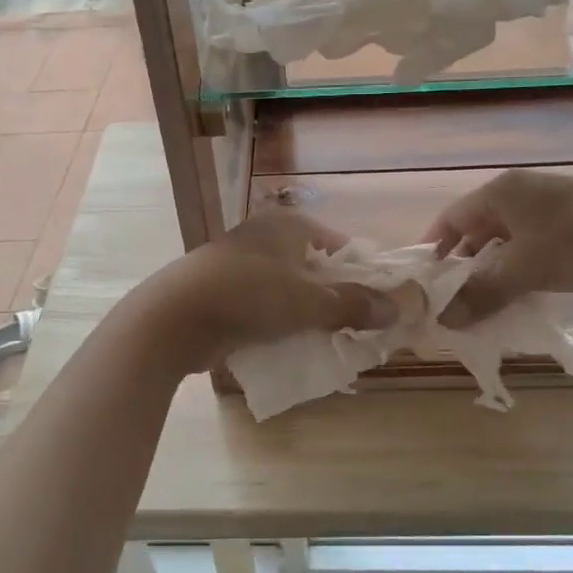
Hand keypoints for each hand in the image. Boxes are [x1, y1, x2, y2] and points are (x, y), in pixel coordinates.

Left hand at [138, 210, 396, 371]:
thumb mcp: (309, 301)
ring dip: (309, 315)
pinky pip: (265, 307)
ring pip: (290, 290)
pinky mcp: (224, 292)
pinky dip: (281, 324)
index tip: (380, 306)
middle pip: (315, 268)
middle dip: (337, 299)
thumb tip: (399, 308)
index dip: (363, 273)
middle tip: (359, 330)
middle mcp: (265, 237)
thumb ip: (355, 304)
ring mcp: (241, 264)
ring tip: (331, 343)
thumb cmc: (248, 296)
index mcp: (288, 225)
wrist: (173, 319)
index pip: (339, 245)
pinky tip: (293, 347)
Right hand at [425, 170, 572, 326]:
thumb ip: (481, 293)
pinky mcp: (569, 239)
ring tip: (476, 314)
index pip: (451, 219)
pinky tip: (513, 308)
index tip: (422, 286)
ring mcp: (547, 218)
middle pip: (476, 235)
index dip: (434, 250)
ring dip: (490, 280)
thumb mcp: (526, 267)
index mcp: (502, 192)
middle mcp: (519, 200)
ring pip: (504, 251)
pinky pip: (529, 261)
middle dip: (462, 271)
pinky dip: (517, 282)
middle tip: (448, 307)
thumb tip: (442, 320)